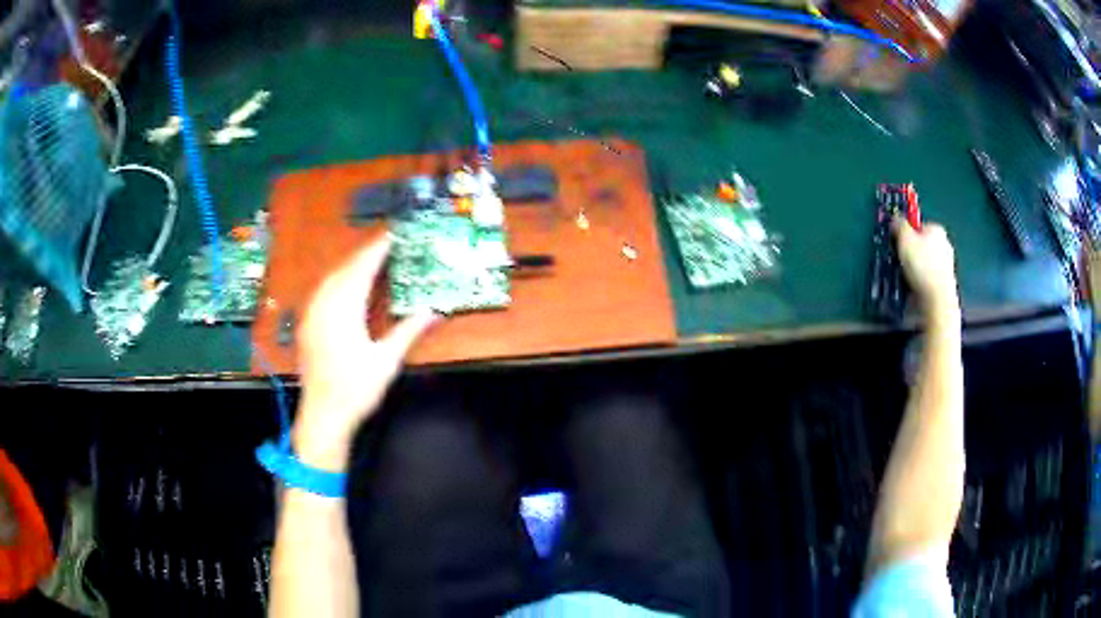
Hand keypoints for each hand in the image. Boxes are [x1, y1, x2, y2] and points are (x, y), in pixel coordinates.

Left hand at [293, 235, 439, 471]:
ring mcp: (312, 314)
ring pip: (331, 278)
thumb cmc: (356, 389)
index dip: (379, 249)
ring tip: (371, 260)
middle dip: (366, 254)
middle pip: (346, 268)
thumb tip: (435, 311)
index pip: (364, 268)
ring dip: (351, 266)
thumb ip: (409, 331)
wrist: (323, 415)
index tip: (395, 234)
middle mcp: (324, 304)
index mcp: (344, 308)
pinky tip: (347, 286)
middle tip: (388, 244)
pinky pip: (323, 290)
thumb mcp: (387, 361)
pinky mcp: (307, 324)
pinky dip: (338, 280)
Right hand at [892, 217, 959, 320]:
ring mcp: (946, 264)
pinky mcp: (945, 282)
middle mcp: (945, 244)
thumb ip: (899, 225)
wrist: (937, 299)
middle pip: (922, 244)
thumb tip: (896, 219)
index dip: (906, 234)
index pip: (917, 226)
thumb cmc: (922, 266)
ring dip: (915, 267)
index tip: (897, 244)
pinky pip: (928, 276)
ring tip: (905, 276)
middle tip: (900, 260)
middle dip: (911, 251)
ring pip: (925, 262)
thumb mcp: (905, 239)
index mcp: (937, 229)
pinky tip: (914, 286)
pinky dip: (921, 280)